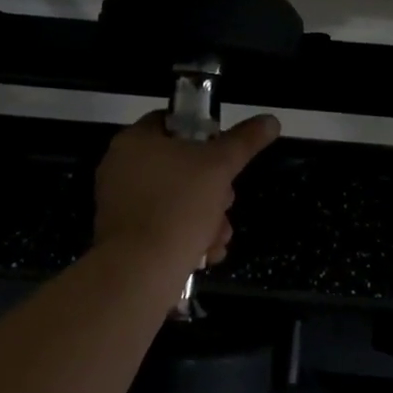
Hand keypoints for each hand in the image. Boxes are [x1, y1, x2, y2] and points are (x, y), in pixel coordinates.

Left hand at [92, 111, 280, 271]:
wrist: (140, 272)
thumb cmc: (179, 206)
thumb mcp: (220, 166)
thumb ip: (245, 141)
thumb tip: (271, 120)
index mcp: (136, 141)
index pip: (172, 122)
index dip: (204, 133)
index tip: (225, 154)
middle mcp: (122, 168)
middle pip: (180, 166)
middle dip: (213, 188)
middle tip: (225, 203)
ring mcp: (121, 204)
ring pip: (176, 200)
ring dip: (206, 217)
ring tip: (219, 237)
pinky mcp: (124, 236)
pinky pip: (162, 225)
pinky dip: (187, 236)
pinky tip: (206, 252)